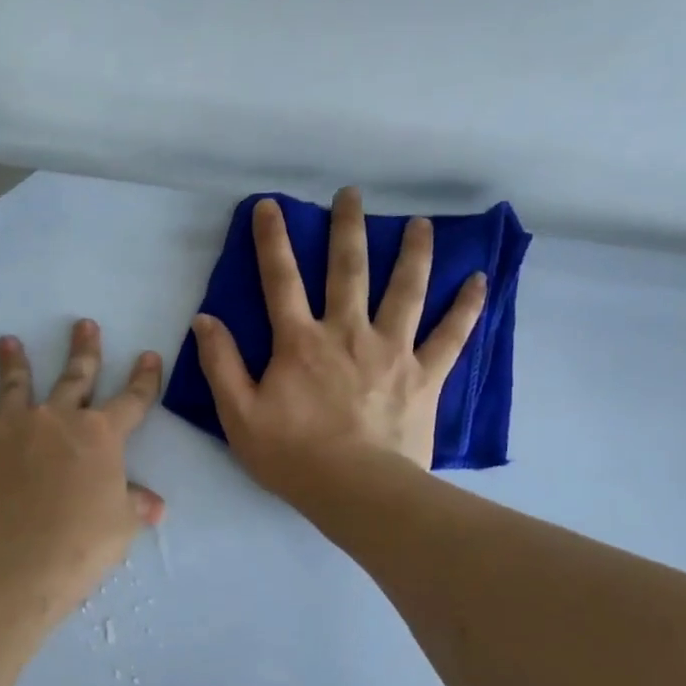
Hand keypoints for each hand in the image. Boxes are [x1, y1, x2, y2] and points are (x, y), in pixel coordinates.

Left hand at [0, 320, 163, 619]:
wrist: (16, 565)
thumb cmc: (81, 545)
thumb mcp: (120, 526)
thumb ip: (135, 505)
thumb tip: (155, 505)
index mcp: (100, 436)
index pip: (132, 400)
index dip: (145, 379)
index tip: (149, 356)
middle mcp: (56, 420)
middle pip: (75, 377)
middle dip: (84, 350)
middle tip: (84, 324)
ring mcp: (10, 431)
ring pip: (14, 387)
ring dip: (13, 363)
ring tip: (7, 343)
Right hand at [191, 187, 485, 498]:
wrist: (355, 489)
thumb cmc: (292, 455)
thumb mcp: (239, 415)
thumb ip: (221, 364)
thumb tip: (206, 320)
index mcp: (300, 342)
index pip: (281, 280)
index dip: (273, 241)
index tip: (271, 206)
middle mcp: (347, 333)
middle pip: (348, 270)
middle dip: (347, 228)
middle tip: (351, 195)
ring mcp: (391, 351)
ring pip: (405, 290)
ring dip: (413, 253)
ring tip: (421, 225)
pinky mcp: (424, 376)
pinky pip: (450, 336)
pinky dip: (466, 308)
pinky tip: (479, 281)